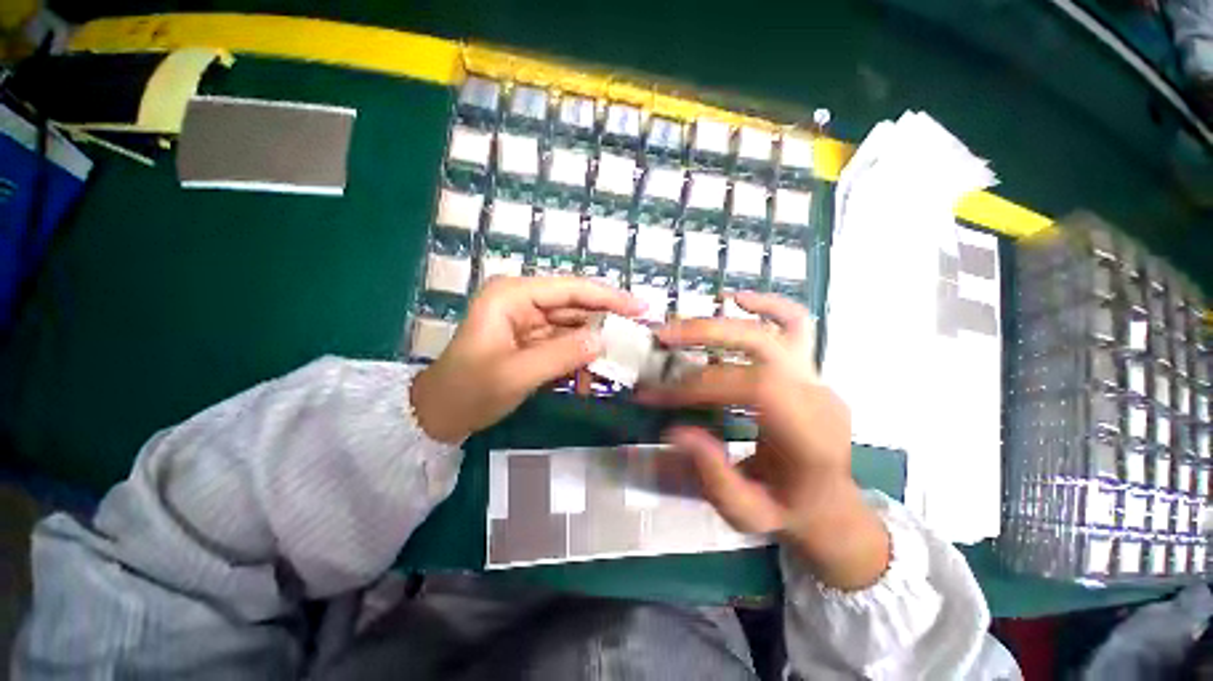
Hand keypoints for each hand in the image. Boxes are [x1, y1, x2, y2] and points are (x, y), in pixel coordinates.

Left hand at [410, 276, 643, 443]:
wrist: (440, 415)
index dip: (608, 297)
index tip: (640, 308)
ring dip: (594, 344)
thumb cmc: (469, 391)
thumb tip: (602, 341)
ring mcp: (528, 321)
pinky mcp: (532, 340)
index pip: (571, 289)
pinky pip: (565, 343)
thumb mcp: (516, 374)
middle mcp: (523, 301)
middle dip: (605, 322)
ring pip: (573, 326)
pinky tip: (593, 375)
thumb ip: (561, 355)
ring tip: (620, 359)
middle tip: (637, 336)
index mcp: (513, 295)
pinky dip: (580, 358)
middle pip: (575, 305)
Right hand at [637, 291, 889, 589]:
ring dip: (727, 317)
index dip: (702, 383)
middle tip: (662, 338)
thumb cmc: (790, 513)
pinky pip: (796, 323)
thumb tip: (676, 429)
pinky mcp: (810, 369)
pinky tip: (737, 300)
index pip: (755, 386)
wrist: (831, 507)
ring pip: (783, 324)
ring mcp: (818, 377)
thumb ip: (714, 476)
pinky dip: (767, 304)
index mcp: (810, 435)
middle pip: (763, 344)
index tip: (661, 394)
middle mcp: (818, 396)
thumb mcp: (747, 514)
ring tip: (685, 322)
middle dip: (706, 336)